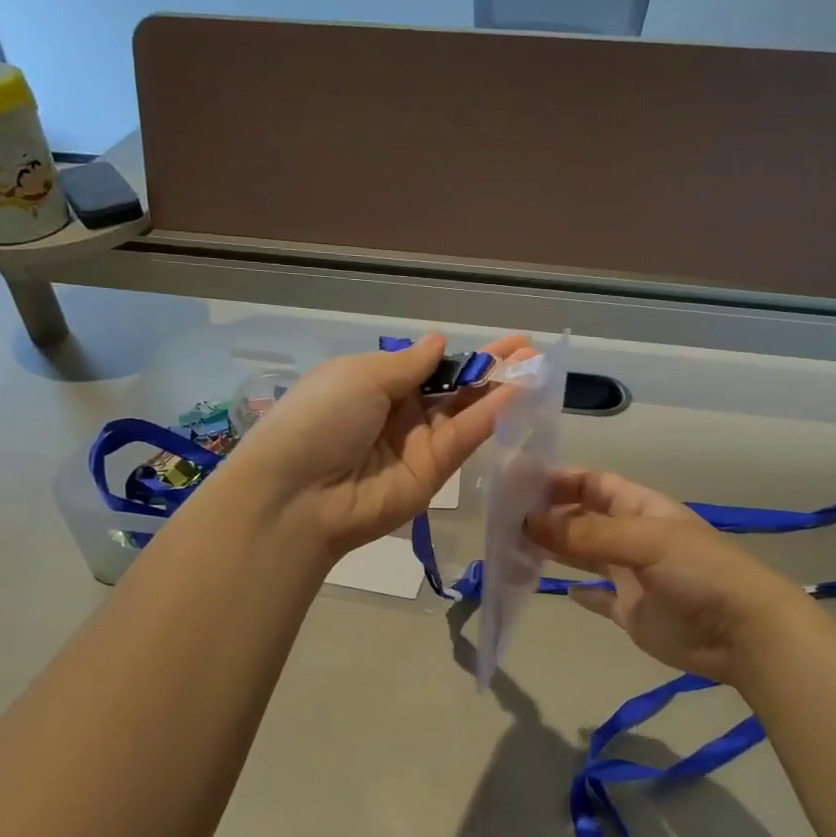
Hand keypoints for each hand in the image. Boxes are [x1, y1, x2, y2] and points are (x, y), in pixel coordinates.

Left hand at [228, 334, 530, 557]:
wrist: (299, 494)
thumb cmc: (321, 418)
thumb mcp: (360, 375)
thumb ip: (408, 363)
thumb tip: (438, 342)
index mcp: (372, 383)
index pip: (425, 366)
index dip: (459, 354)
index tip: (496, 342)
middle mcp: (398, 413)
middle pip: (451, 387)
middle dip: (489, 368)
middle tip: (528, 349)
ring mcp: (417, 444)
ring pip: (464, 411)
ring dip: (499, 388)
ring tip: (536, 365)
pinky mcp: (433, 473)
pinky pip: (464, 437)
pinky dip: (492, 415)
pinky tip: (519, 392)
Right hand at [526, 469, 821, 689]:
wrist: (742, 632)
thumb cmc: (698, 571)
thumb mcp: (643, 541)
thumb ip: (586, 534)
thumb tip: (529, 522)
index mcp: (640, 508)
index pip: (593, 484)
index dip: (560, 481)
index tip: (519, 485)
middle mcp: (633, 537)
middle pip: (584, 519)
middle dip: (550, 516)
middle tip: (504, 520)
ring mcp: (632, 576)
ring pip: (585, 556)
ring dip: (556, 550)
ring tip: (515, 548)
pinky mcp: (631, 612)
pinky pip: (599, 597)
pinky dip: (580, 593)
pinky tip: (558, 588)